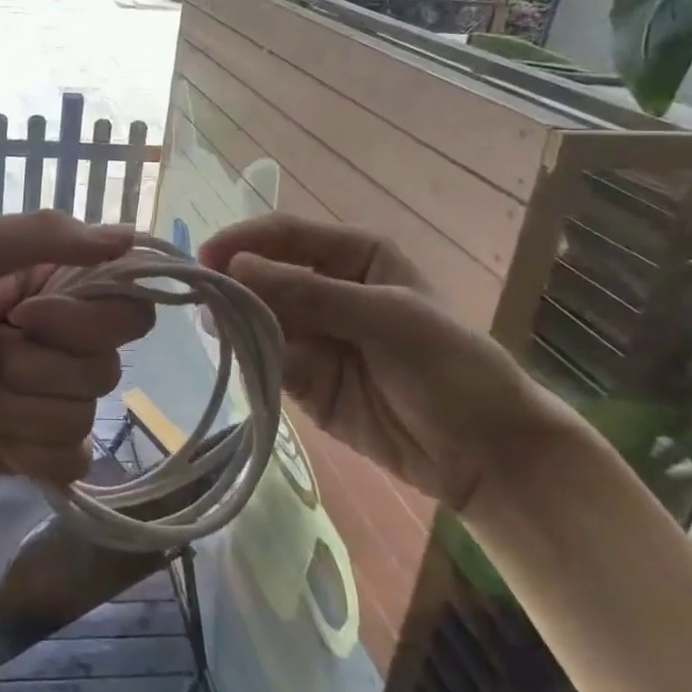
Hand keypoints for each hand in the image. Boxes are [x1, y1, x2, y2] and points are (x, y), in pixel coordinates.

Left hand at [0, 211, 154, 486]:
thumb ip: (42, 233)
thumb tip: (129, 238)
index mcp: (62, 290)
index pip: (129, 307)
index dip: (84, 320)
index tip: (26, 315)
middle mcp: (71, 343)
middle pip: (107, 367)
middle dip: (29, 365)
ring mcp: (61, 400)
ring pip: (81, 414)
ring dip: (10, 404)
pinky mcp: (48, 451)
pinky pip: (70, 459)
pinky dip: (21, 448)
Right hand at [198, 213, 586, 512]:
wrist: (487, 456)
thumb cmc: (450, 367)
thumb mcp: (386, 318)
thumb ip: (310, 293)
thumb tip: (235, 268)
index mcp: (352, 256)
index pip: (285, 235)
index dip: (243, 242)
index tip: (205, 260)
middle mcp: (325, 288)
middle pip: (265, 276)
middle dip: (235, 286)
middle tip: (203, 303)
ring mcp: (313, 335)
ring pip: (259, 318)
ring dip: (238, 324)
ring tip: (216, 332)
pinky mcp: (304, 378)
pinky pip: (266, 360)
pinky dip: (250, 360)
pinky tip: (240, 361)